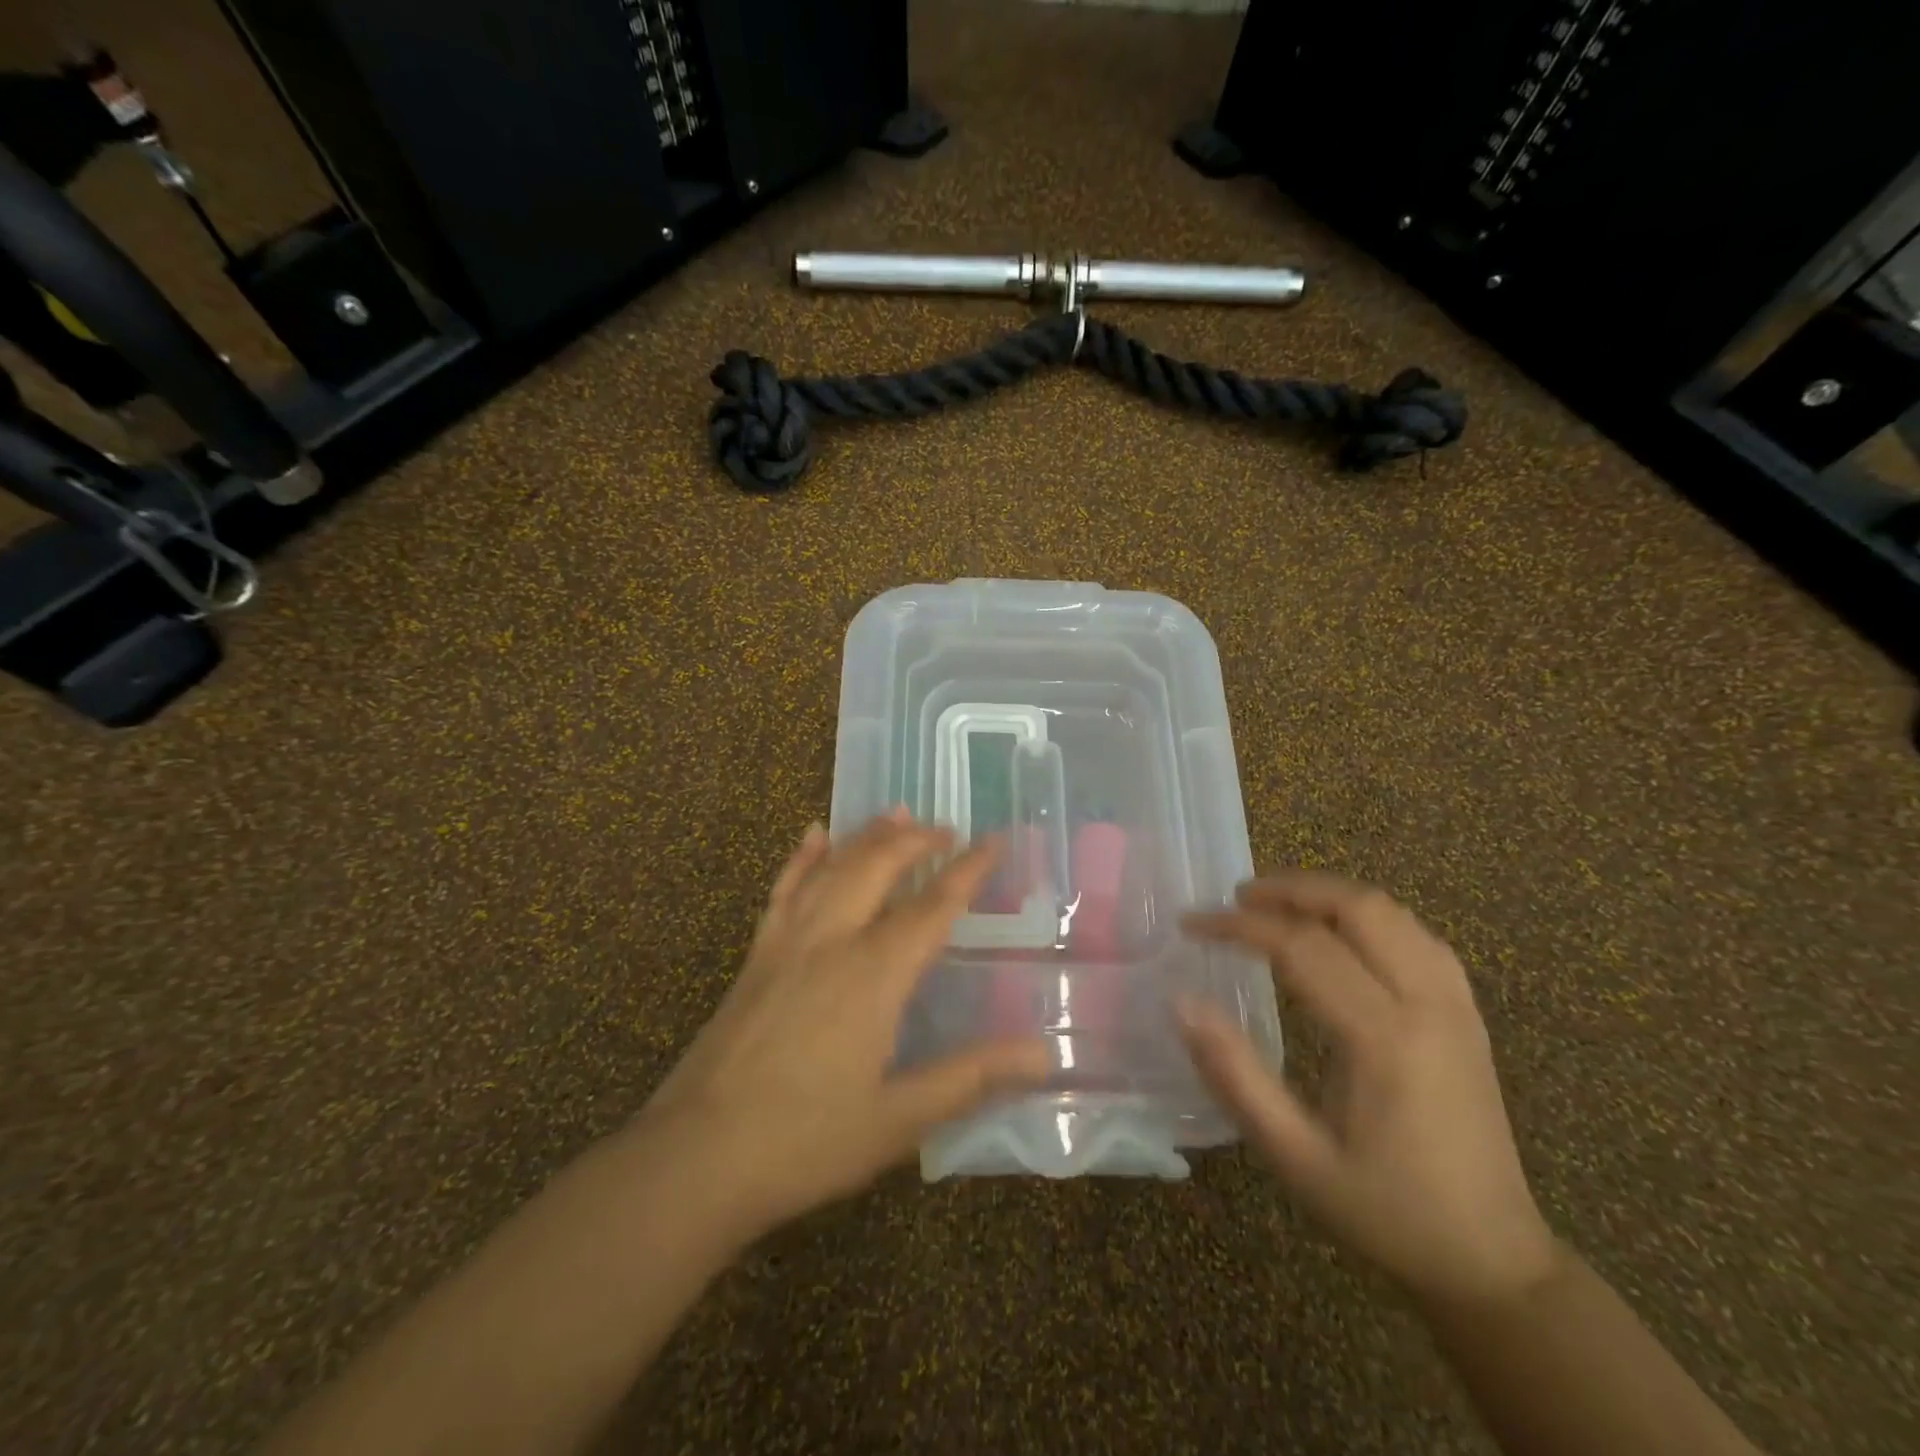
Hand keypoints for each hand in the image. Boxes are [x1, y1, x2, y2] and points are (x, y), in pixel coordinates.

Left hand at [638, 811, 1050, 1241]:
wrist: (695, 1156)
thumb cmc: (805, 1141)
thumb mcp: (900, 1118)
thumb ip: (972, 1078)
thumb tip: (1043, 1053)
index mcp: (874, 974)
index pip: (933, 905)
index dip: (968, 869)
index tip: (993, 840)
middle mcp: (832, 940)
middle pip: (879, 867)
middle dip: (917, 841)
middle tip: (947, 829)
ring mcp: (787, 942)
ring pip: (834, 868)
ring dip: (868, 836)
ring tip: (897, 814)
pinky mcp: (756, 955)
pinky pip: (784, 888)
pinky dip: (803, 857)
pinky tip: (814, 836)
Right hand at [1179, 872, 1559, 1305]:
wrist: (1493, 1263)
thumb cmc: (1385, 1211)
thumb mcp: (1295, 1158)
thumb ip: (1236, 1075)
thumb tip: (1183, 1003)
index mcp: (1385, 1039)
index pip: (1302, 947)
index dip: (1239, 926)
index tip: (1191, 924)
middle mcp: (1429, 1005)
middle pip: (1358, 907)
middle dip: (1291, 889)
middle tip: (1236, 898)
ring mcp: (1457, 1005)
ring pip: (1392, 912)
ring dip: (1328, 895)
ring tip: (1277, 905)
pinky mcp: (1467, 1014)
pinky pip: (1416, 934)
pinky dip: (1367, 915)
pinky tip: (1338, 932)